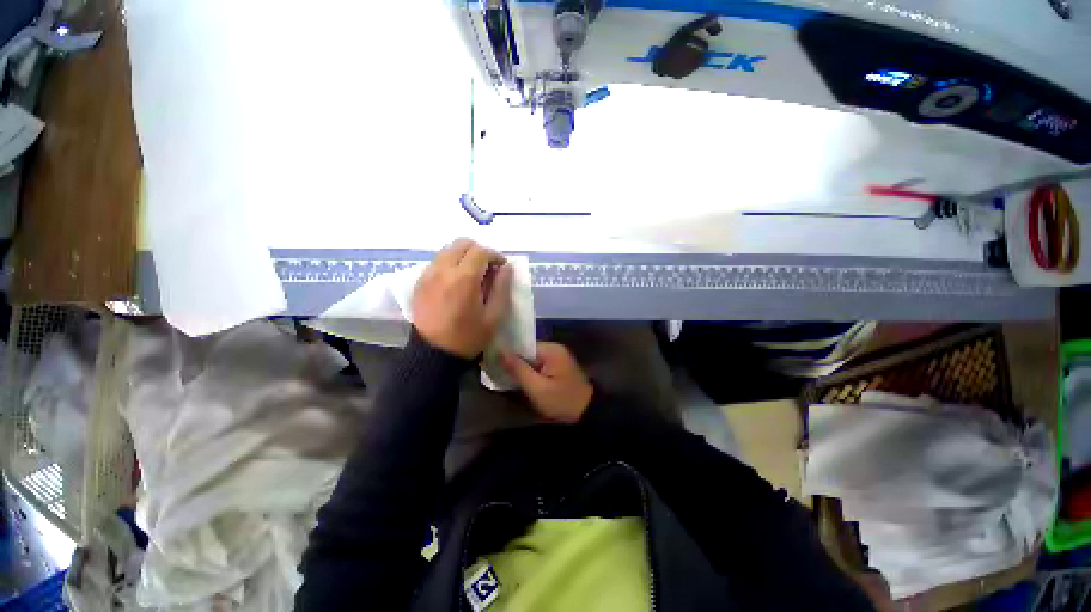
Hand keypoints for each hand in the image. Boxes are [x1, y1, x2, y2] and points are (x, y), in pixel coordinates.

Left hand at [413, 238, 512, 358]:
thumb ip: (502, 288)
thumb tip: (507, 268)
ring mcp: (428, 274)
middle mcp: (443, 269)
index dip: (495, 255)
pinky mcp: (420, 281)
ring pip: (448, 249)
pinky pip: (437, 260)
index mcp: (464, 278)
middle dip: (479, 251)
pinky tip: (457, 281)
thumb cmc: (468, 337)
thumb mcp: (494, 316)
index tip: (502, 267)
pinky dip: (450, 262)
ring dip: (464, 255)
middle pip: (462, 243)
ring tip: (473, 274)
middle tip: (488, 268)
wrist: (433, 354)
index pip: (481, 251)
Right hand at [501, 342, 593, 422]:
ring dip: (521, 368)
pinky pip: (538, 365)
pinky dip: (530, 372)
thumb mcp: (537, 388)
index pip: (523, 345)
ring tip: (504, 377)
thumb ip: (518, 369)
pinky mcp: (558, 367)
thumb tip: (500, 351)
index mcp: (551, 349)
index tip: (492, 362)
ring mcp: (557, 357)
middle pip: (527, 351)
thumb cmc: (562, 401)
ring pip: (531, 359)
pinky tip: (520, 381)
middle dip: (513, 362)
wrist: (588, 413)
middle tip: (496, 372)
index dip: (508, 354)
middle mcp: (554, 348)